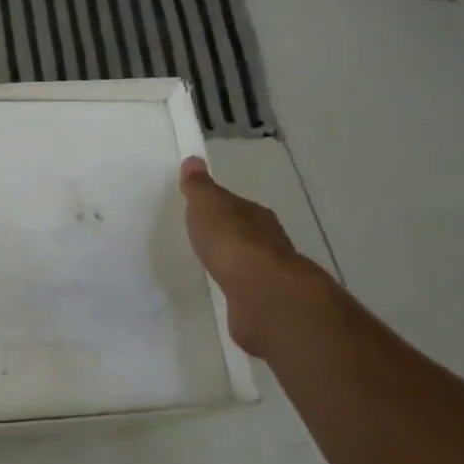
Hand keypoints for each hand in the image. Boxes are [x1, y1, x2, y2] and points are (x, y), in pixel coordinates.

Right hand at [179, 155, 324, 357]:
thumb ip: (199, 187)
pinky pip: (245, 291)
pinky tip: (223, 293)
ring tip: (212, 267)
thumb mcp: (208, 205)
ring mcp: (269, 275)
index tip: (204, 211)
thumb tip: (194, 160)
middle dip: (230, 235)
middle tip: (206, 239)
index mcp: (256, 216)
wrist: (261, 294)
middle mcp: (269, 242)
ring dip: (234, 265)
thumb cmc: (232, 242)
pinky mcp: (264, 304)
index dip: (222, 207)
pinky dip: (236, 290)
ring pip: (248, 264)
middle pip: (247, 234)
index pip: (238, 206)